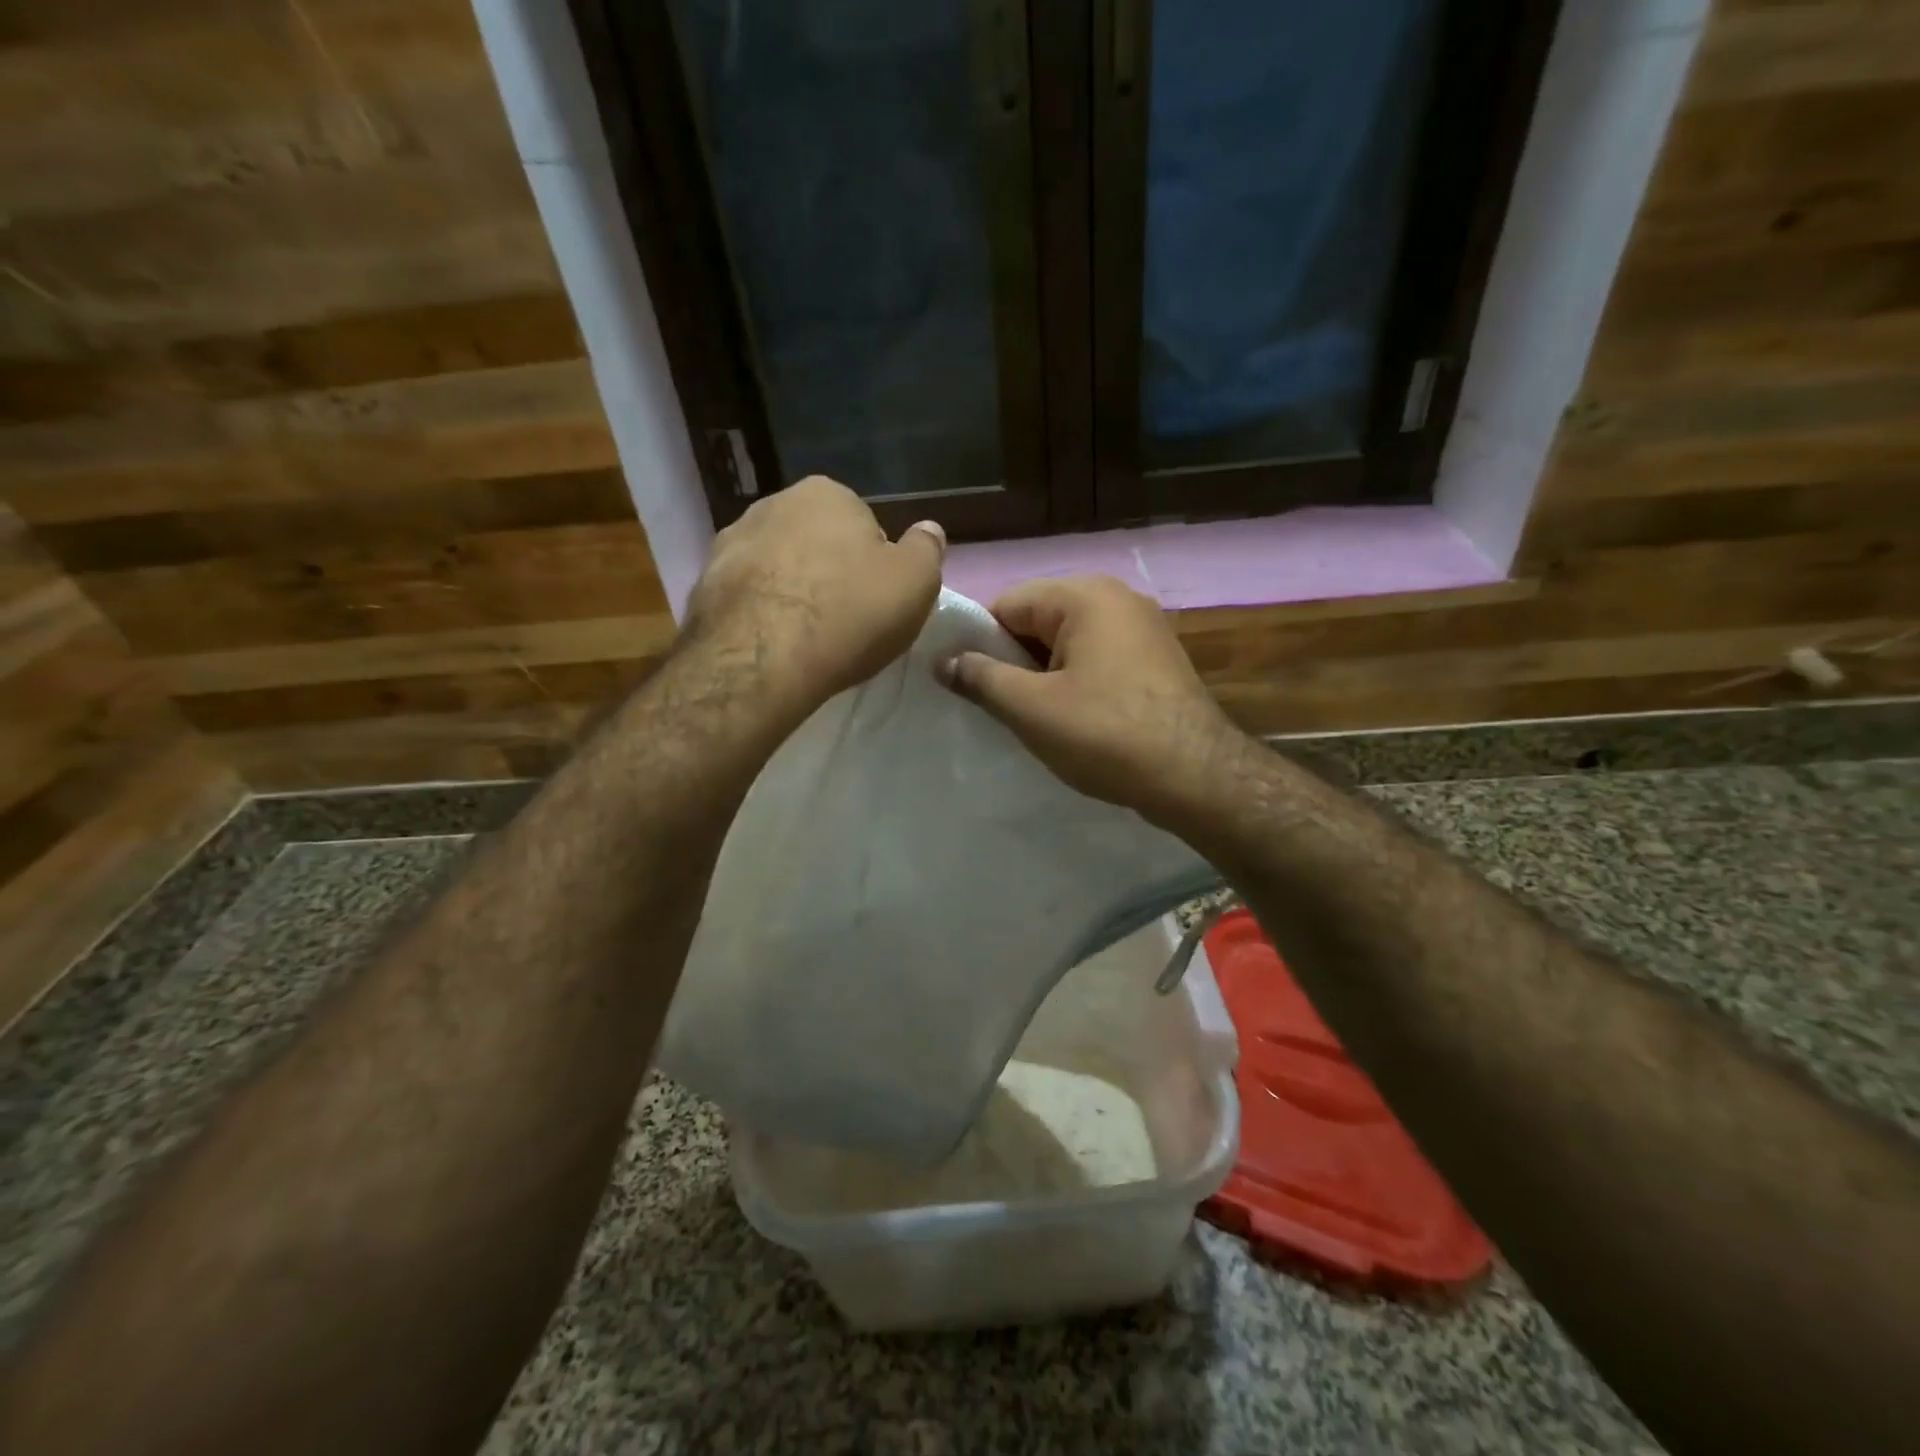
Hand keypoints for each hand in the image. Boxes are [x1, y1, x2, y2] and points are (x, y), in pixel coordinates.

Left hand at [684, 476, 944, 716]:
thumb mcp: (916, 582)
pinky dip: (760, 613)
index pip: (863, 525)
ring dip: (791, 591)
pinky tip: (773, 644)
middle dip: (829, 573)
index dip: (875, 565)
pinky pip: (747, 596)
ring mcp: (730, 542)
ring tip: (805, 638)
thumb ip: (927, 549)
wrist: (761, 659)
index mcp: (827, 494)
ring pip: (777, 566)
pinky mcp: (703, 584)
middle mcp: (773, 504)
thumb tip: (929, 530)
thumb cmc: (849, 614)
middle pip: (816, 542)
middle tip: (844, 620)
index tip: (876, 601)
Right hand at [938, 575, 1247, 828]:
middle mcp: (1117, 597)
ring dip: (1043, 675)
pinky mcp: (1157, 658)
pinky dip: (1076, 681)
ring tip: (1032, 717)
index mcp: (1084, 595)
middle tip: (997, 706)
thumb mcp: (1031, 708)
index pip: (1006, 604)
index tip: (967, 685)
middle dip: (1013, 660)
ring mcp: (1143, 627)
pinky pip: (1098, 658)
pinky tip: (1072, 719)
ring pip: (1068, 642)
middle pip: (1039, 620)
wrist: (1198, 776)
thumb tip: (942, 661)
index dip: (979, 643)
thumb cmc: (1106, 734)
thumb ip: (980, 678)